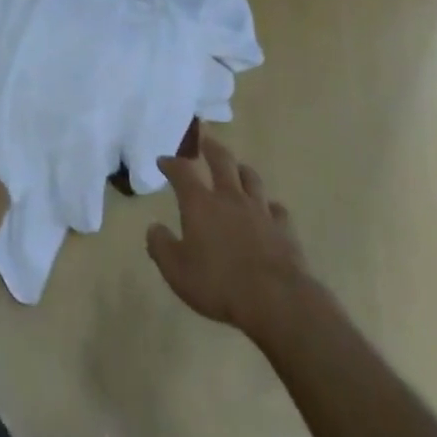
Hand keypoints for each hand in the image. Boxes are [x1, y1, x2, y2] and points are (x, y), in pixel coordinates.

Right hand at [147, 136, 310, 339]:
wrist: (274, 300)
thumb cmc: (218, 284)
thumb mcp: (177, 271)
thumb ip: (161, 246)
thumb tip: (153, 228)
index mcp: (200, 203)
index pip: (182, 172)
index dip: (171, 164)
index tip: (164, 160)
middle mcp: (229, 197)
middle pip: (221, 161)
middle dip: (210, 147)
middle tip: (205, 137)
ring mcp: (259, 210)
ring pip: (250, 178)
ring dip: (241, 169)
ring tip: (237, 167)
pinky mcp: (283, 228)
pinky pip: (276, 208)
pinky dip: (269, 206)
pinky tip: (268, 210)